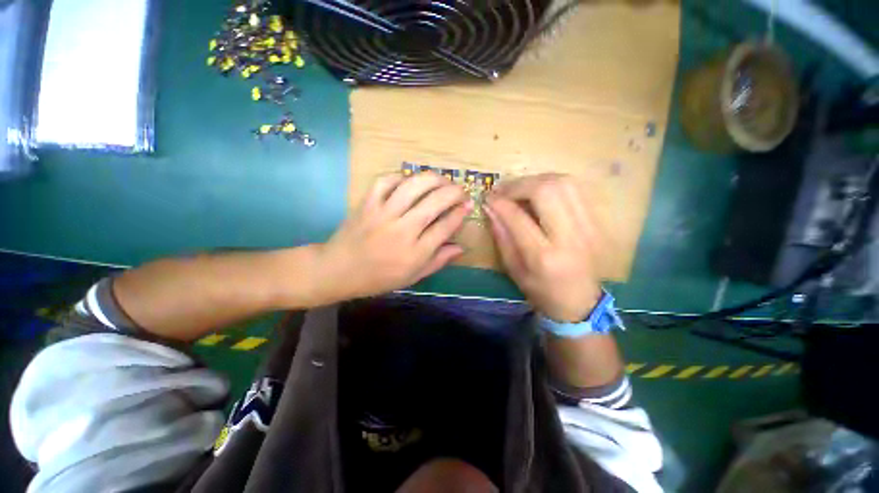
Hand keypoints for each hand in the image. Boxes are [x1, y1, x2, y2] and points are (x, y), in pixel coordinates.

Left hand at [315, 172, 469, 301]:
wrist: (338, 270)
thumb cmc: (379, 278)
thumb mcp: (413, 277)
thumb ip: (438, 261)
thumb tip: (461, 248)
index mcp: (415, 253)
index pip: (446, 226)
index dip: (461, 213)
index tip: (468, 205)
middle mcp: (402, 230)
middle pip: (435, 202)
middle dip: (454, 192)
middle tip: (461, 190)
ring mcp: (383, 214)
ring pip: (414, 186)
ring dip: (434, 178)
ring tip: (442, 179)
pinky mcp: (367, 204)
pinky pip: (386, 181)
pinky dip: (401, 177)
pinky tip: (409, 180)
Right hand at [485, 174, 601, 321]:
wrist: (581, 303)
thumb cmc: (542, 292)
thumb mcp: (514, 270)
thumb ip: (502, 237)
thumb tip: (490, 209)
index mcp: (544, 257)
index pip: (518, 217)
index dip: (500, 202)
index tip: (488, 197)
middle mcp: (570, 237)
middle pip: (546, 190)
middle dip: (518, 185)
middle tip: (503, 191)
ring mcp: (588, 226)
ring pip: (563, 183)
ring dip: (535, 180)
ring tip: (519, 190)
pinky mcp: (596, 221)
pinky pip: (574, 189)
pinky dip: (551, 184)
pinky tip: (538, 192)